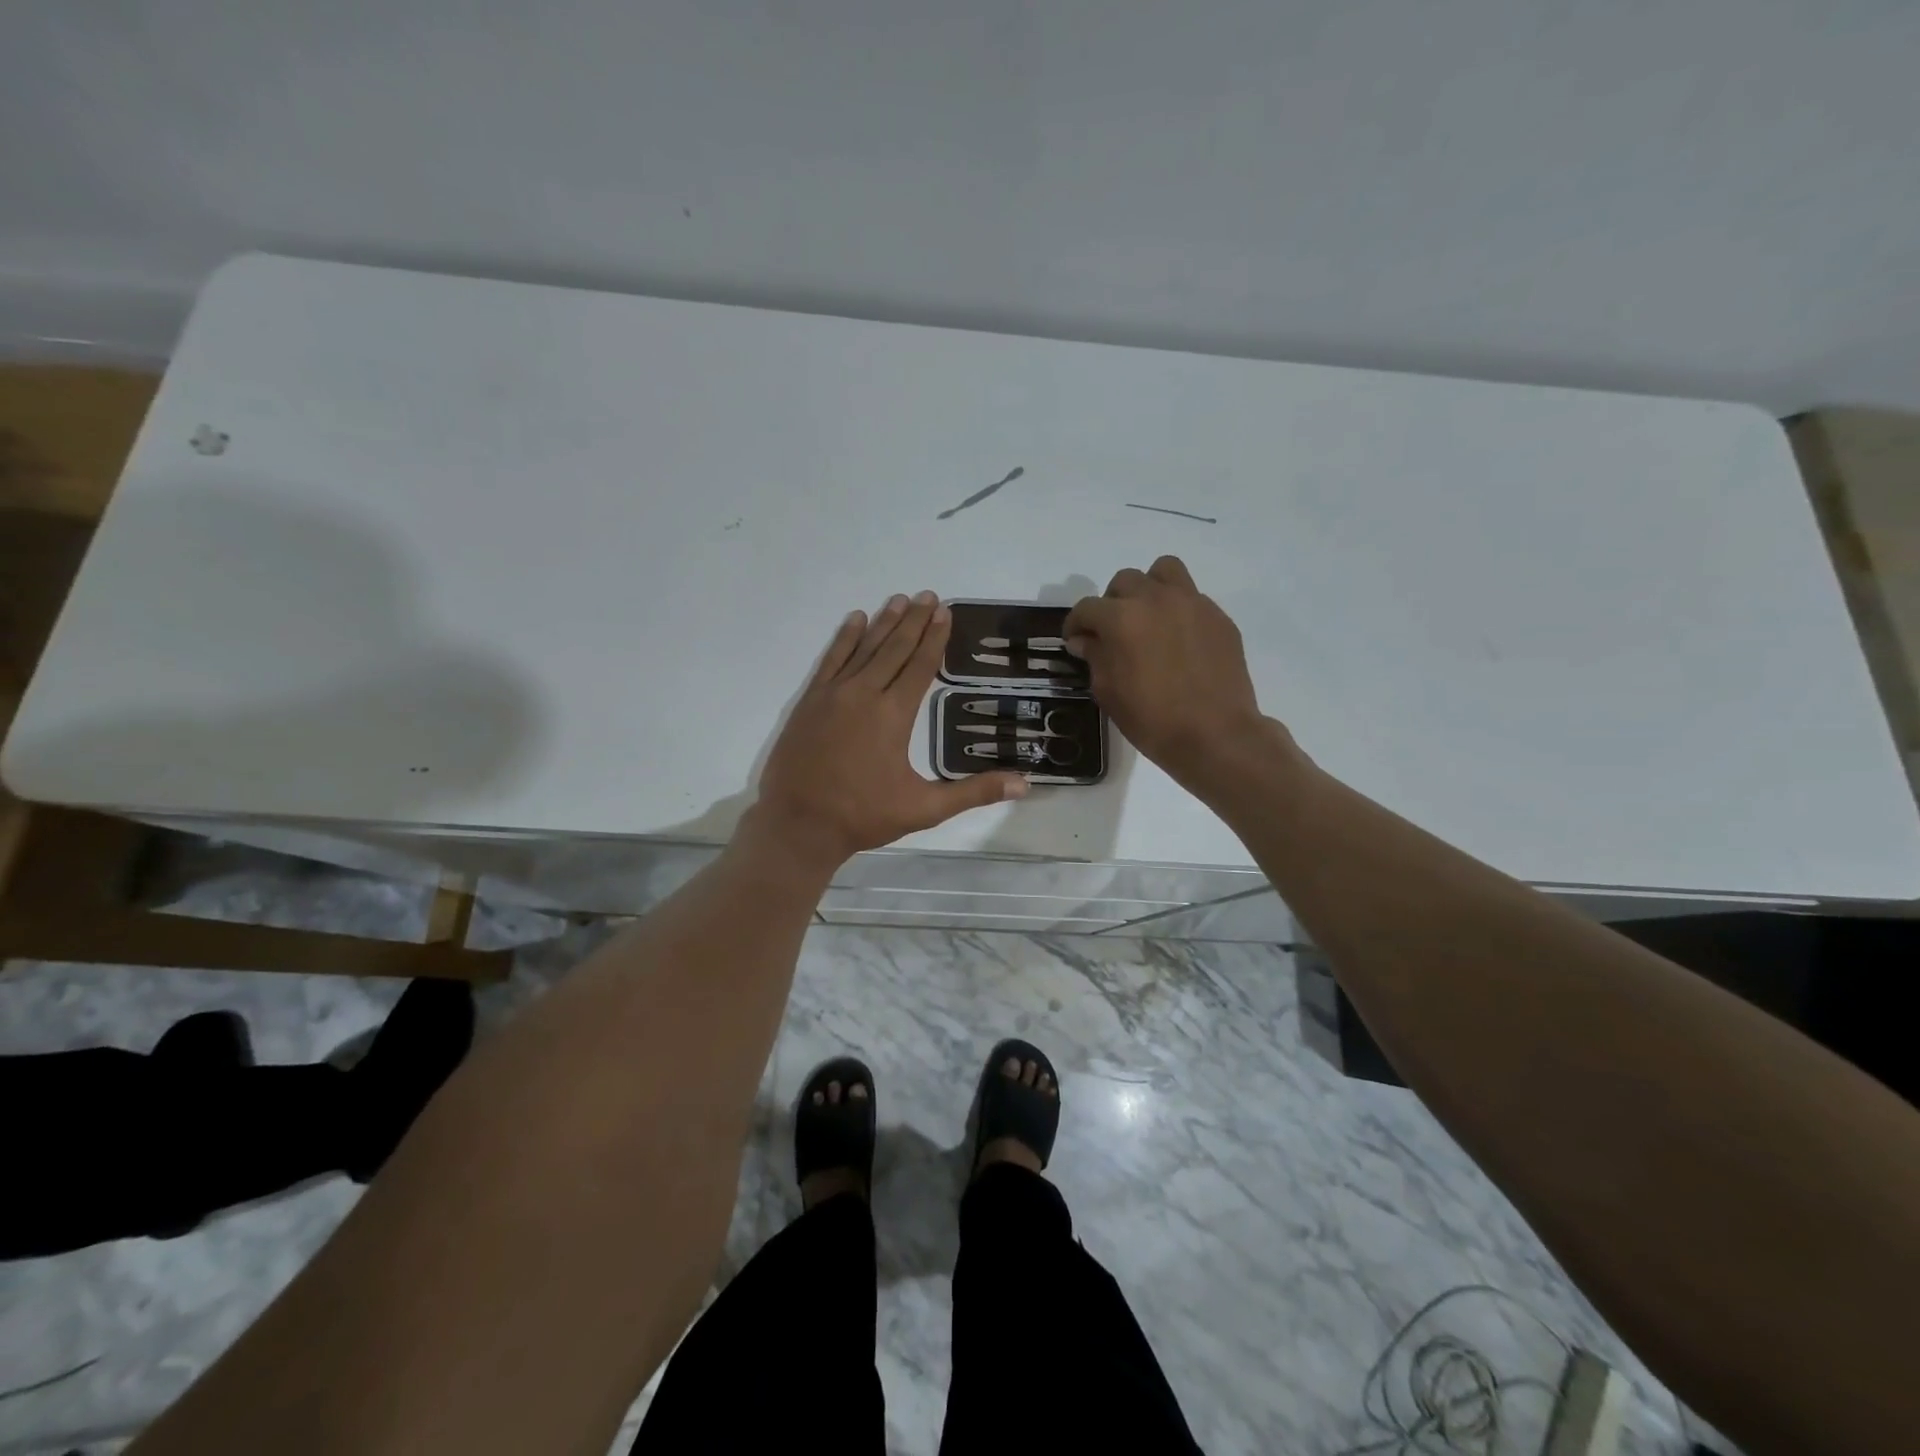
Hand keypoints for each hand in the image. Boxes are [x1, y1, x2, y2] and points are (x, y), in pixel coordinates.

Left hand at [749, 592, 1027, 868]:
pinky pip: (831, 659)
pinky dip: (844, 638)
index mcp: (893, 715)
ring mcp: (833, 694)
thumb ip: (974, 792)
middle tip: (929, 595)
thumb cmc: (864, 816)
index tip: (945, 611)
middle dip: (914, 621)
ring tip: (900, 599)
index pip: (920, 666)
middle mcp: (864, 694)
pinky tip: (855, 619)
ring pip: (864, 648)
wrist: (798, 824)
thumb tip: (1025, 783)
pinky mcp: (810, 701)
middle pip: (894, 649)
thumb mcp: (925, 808)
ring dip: (883, 622)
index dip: (935, 638)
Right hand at [1064, 557, 1278, 787]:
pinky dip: (1178, 611)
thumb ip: (1095, 656)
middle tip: (1113, 631)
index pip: (1087, 608)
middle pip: (1125, 581)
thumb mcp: (1108, 691)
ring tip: (1148, 618)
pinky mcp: (1218, 617)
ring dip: (1149, 589)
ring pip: (1164, 571)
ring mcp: (1192, 604)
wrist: (1214, 734)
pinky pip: (1192, 598)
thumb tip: (1086, 640)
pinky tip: (1178, 641)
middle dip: (1112, 603)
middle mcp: (1156, 599)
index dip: (1075, 624)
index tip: (1075, 640)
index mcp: (1122, 618)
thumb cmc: (1152, 719)